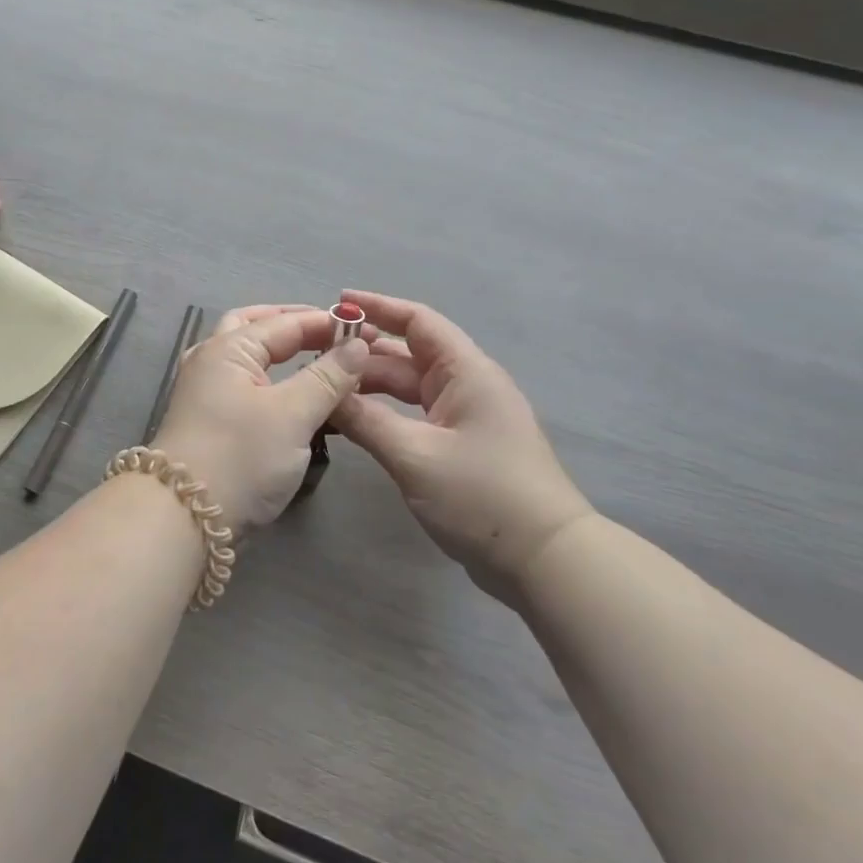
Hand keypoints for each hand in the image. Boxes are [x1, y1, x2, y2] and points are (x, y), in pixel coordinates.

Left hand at [152, 305, 369, 534]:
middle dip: (294, 325)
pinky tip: (290, 391)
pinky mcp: (208, 419)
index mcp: (227, 348)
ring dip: (279, 350)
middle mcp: (210, 360)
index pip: (285, 322)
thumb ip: (327, 377)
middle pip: (255, 327)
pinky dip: (271, 377)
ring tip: (315, 356)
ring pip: (247, 356)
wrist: (184, 517)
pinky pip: (244, 382)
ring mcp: (204, 390)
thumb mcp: (292, 415)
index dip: (327, 323)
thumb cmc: (240, 457)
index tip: (367, 331)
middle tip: (332, 333)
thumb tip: (357, 346)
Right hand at [330, 291, 592, 607]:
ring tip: (326, 386)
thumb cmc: (482, 496)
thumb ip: (364, 420)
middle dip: (365, 351)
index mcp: (466, 372)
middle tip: (317, 354)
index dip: (378, 307)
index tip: (338, 303)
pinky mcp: (463, 446)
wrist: (545, 560)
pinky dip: (385, 412)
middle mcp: (467, 385)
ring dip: (372, 384)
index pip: (418, 321)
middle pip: (408, 354)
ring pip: (410, 387)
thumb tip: (324, 393)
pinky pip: (416, 414)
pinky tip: (356, 421)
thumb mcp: (414, 455)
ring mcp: (467, 417)